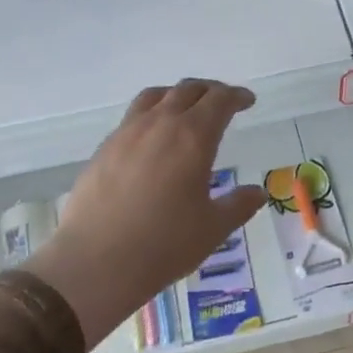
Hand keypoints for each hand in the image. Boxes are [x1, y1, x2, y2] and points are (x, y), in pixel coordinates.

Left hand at [24, 80, 266, 345]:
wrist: (95, 263)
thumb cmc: (164, 244)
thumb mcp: (212, 229)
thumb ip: (238, 205)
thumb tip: (257, 193)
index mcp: (193, 137)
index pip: (219, 100)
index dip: (236, 96)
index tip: (247, 101)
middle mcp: (159, 125)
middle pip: (187, 90)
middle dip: (209, 91)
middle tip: (222, 101)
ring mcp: (126, 134)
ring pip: (154, 97)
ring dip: (176, 96)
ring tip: (184, 109)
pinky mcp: (103, 150)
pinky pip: (131, 118)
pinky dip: (150, 116)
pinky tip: (151, 141)